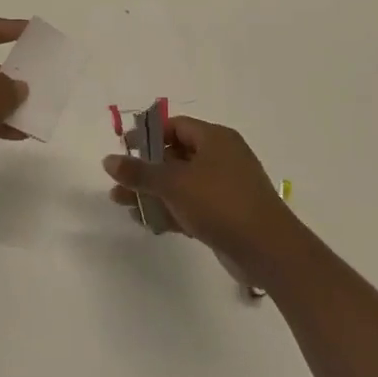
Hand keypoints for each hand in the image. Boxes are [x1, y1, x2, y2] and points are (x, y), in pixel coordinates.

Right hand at [103, 116, 307, 276]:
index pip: (176, 126)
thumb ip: (140, 172)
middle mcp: (221, 158)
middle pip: (175, 155)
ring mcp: (225, 187)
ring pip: (181, 184)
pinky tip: (147, 223)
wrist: (268, 250)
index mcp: (215, 139)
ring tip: (123, 204)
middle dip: (145, 169)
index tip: (124, 149)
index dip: (148, 135)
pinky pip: (191, 205)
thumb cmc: (221, 204)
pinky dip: (170, 210)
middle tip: (119, 181)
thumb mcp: (174, 184)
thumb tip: (108, 161)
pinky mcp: (225, 214)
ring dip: (153, 192)